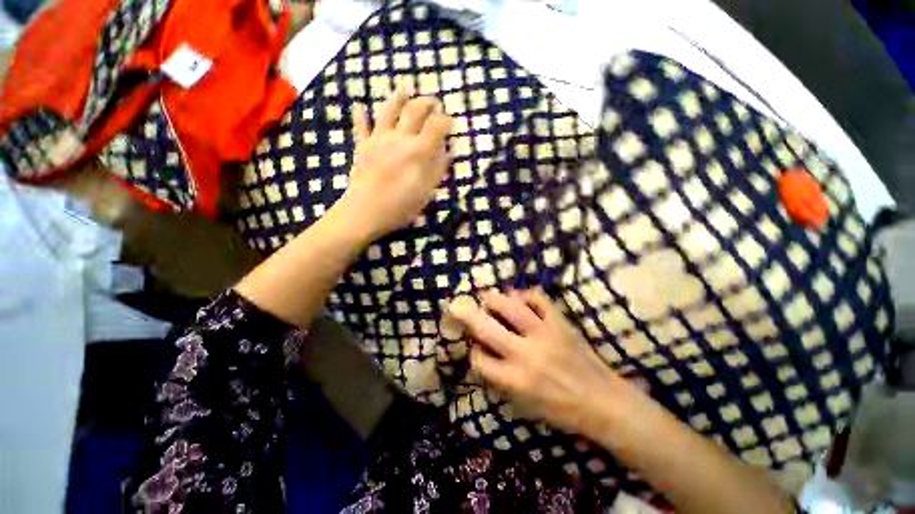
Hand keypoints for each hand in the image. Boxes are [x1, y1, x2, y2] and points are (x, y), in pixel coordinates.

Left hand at [337, 90, 452, 241]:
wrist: (365, 211)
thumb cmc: (400, 206)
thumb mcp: (426, 192)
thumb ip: (438, 169)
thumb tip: (448, 151)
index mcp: (419, 151)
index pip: (437, 125)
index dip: (446, 120)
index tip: (451, 122)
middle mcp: (400, 138)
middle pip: (415, 110)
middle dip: (428, 102)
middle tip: (435, 103)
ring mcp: (379, 139)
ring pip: (389, 109)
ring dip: (399, 97)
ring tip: (406, 90)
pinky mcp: (362, 145)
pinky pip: (361, 126)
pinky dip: (361, 115)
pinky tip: (360, 106)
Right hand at [449, 289, 644, 435]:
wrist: (602, 402)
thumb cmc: (560, 409)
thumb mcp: (523, 404)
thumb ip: (499, 378)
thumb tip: (482, 353)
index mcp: (515, 380)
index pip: (479, 359)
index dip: (473, 351)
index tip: (474, 347)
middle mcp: (525, 354)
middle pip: (487, 327)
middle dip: (467, 313)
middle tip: (456, 303)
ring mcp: (544, 334)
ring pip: (511, 307)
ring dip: (494, 299)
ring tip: (487, 297)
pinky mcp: (560, 323)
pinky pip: (539, 299)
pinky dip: (526, 294)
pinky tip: (520, 297)